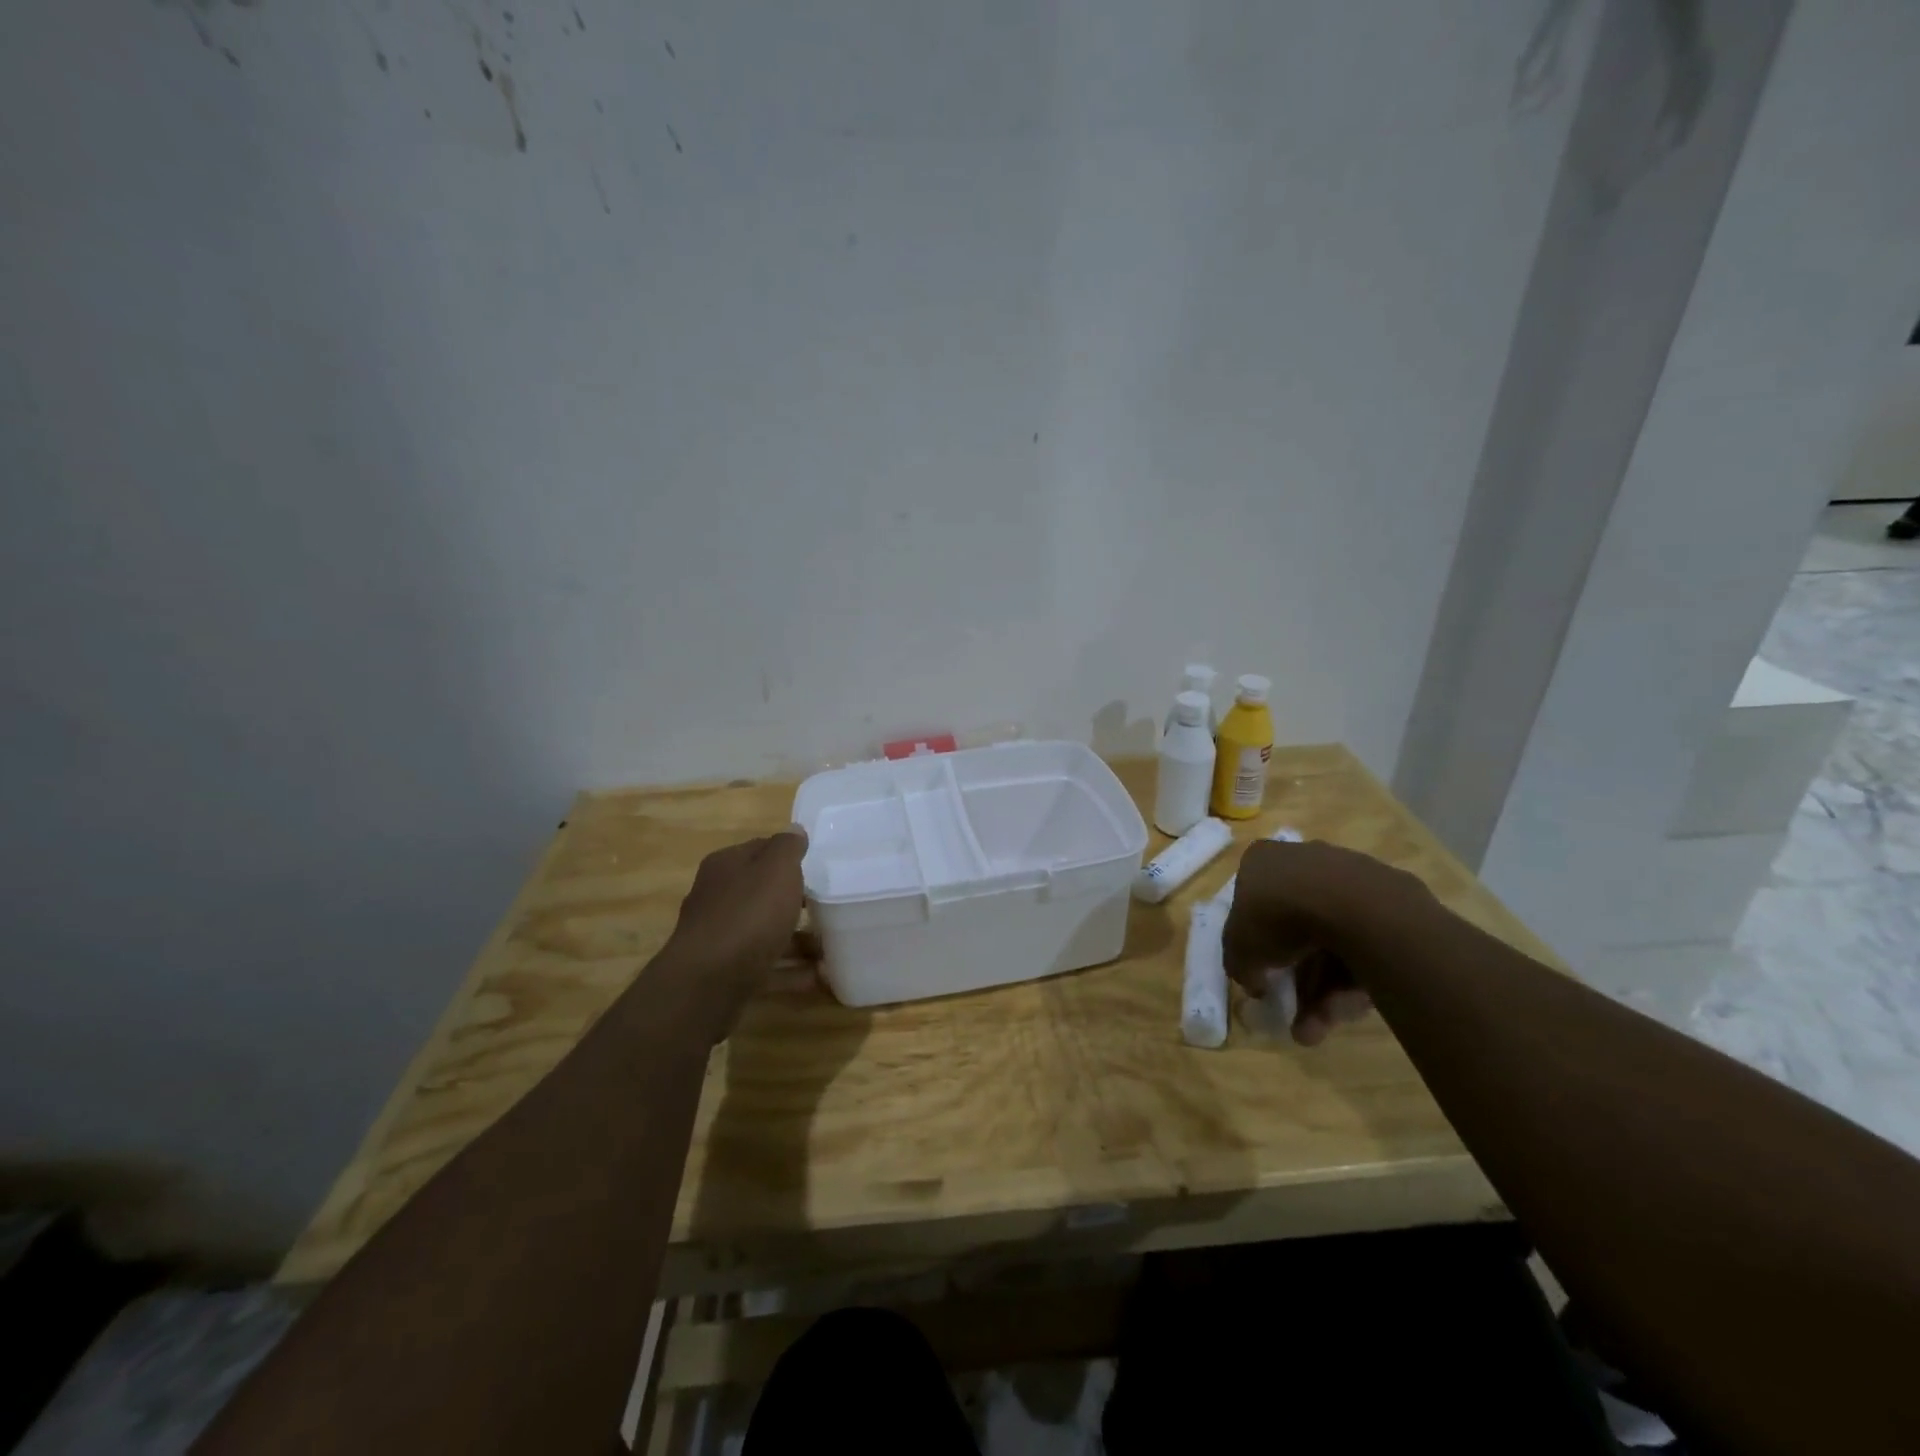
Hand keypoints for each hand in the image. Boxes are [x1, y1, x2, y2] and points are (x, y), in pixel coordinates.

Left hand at [660, 828, 810, 1035]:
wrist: (708, 983)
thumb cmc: (748, 915)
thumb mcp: (776, 870)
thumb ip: (788, 847)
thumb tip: (794, 830)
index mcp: (726, 866)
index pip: (760, 850)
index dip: (789, 857)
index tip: (818, 869)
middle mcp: (717, 897)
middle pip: (762, 893)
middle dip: (794, 901)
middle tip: (828, 908)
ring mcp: (719, 937)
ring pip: (765, 931)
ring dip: (797, 940)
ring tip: (829, 949)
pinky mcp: (725, 972)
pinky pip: (765, 965)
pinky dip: (790, 971)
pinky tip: (817, 977)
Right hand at [1222, 839, 1427, 1045]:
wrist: (1354, 906)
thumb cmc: (1279, 915)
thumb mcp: (1239, 947)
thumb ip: (1240, 965)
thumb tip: (1255, 981)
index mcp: (1264, 860)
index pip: (1253, 901)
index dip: (1256, 942)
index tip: (1264, 973)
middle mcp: (1306, 860)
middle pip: (1296, 928)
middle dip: (1297, 979)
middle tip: (1295, 1015)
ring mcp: (1350, 879)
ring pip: (1332, 943)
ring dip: (1324, 992)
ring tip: (1318, 1030)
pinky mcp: (1388, 901)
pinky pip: (1363, 945)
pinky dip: (1354, 980)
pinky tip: (1348, 1009)